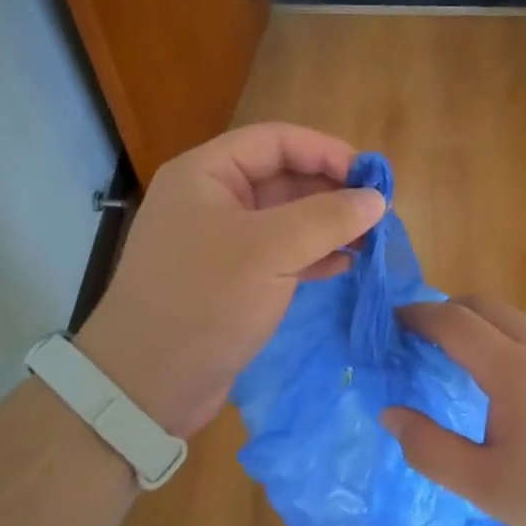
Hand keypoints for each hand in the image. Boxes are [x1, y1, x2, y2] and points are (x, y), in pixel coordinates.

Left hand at [75, 124, 385, 437]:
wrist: (147, 384)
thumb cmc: (205, 302)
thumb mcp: (270, 251)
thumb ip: (327, 218)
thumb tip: (376, 198)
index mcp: (206, 174)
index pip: (275, 141)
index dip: (326, 151)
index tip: (372, 177)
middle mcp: (210, 200)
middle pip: (282, 177)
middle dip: (331, 191)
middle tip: (378, 213)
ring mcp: (219, 243)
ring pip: (284, 219)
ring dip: (326, 225)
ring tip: (370, 240)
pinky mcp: (230, 281)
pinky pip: (278, 255)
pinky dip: (311, 256)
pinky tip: (343, 265)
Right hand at [381, 297, 525, 525]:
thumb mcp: (484, 485)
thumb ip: (429, 449)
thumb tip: (390, 415)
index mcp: (513, 369)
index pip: (454, 322)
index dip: (418, 317)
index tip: (393, 322)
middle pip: (486, 306)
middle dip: (447, 309)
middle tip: (420, 334)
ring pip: (516, 319)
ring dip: (481, 323)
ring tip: (460, 354)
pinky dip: (508, 338)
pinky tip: (509, 380)